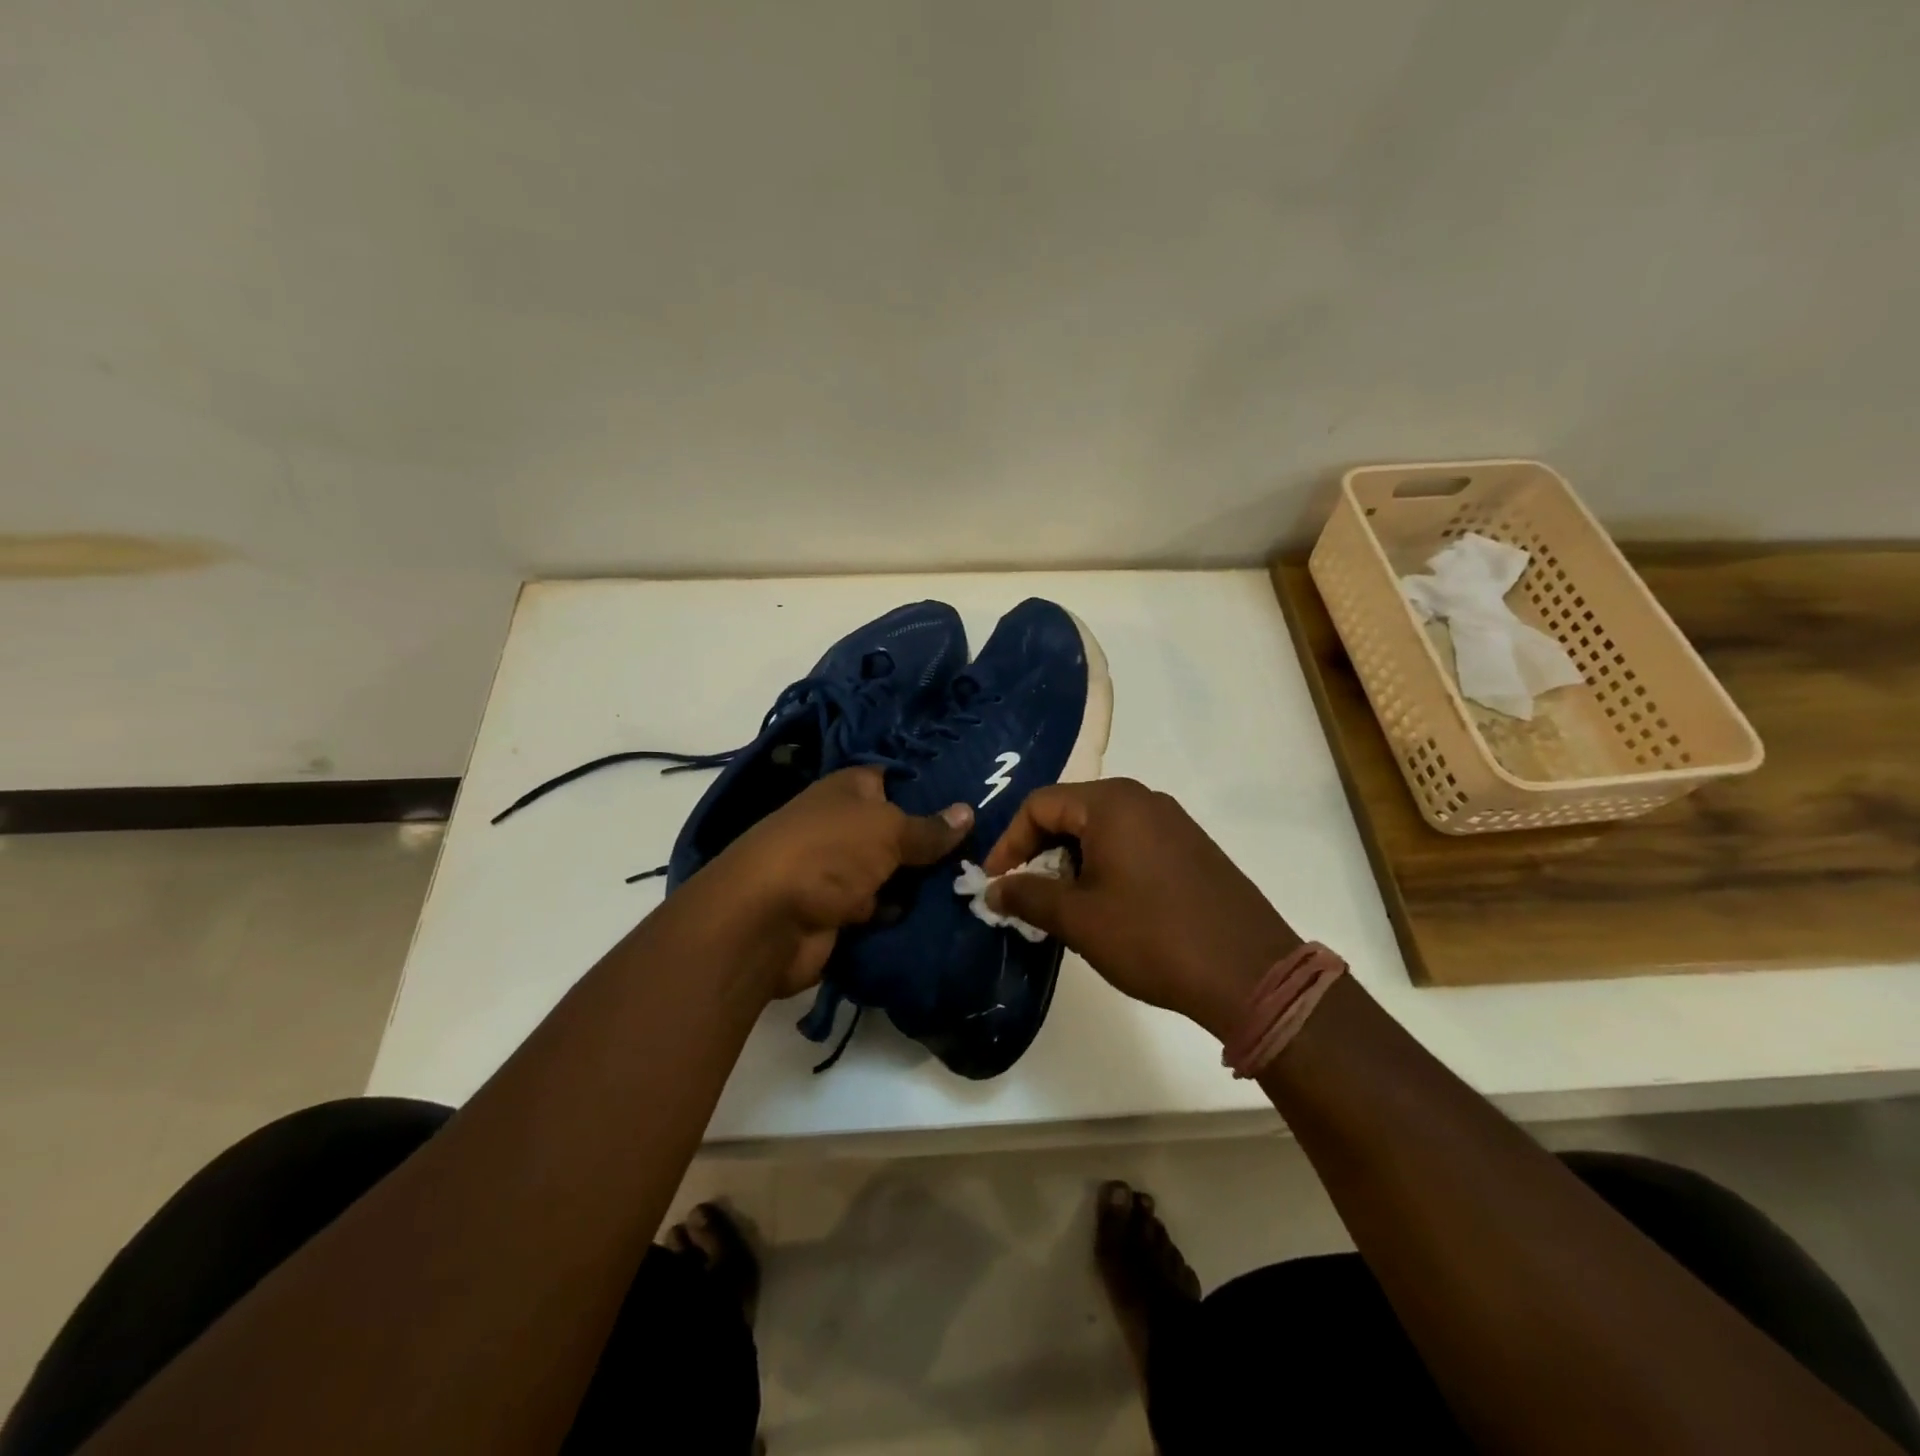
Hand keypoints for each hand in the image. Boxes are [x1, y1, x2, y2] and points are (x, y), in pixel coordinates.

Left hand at [687, 766, 971, 999]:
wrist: (766, 921)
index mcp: (849, 790)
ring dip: (925, 883)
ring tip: (980, 881)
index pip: (896, 779)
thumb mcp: (886, 830)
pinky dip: (906, 914)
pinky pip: (885, 908)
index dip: (932, 787)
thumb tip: (968, 812)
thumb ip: (928, 828)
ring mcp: (842, 870)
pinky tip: (950, 914)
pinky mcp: (842, 912)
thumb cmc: (828, 853)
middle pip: (900, 830)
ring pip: (896, 872)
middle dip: (937, 841)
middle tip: (991, 847)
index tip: (976, 795)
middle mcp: (845, 826)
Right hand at [983, 779, 1297, 1039]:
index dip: (1009, 842)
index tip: (994, 882)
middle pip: (1071, 812)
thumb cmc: (1152, 937)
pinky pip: (1133, 843)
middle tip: (1026, 894)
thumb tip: (993, 888)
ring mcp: (1173, 822)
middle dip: (1040, 852)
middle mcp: (1143, 799)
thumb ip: (1028, 895)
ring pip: (1102, 829)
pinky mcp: (1191, 847)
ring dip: (1072, 862)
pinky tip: (1107, 907)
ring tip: (1065, 907)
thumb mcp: (1079, 919)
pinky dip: (1106, 866)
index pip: (1039, 805)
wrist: (1250, 973)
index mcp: (1111, 803)